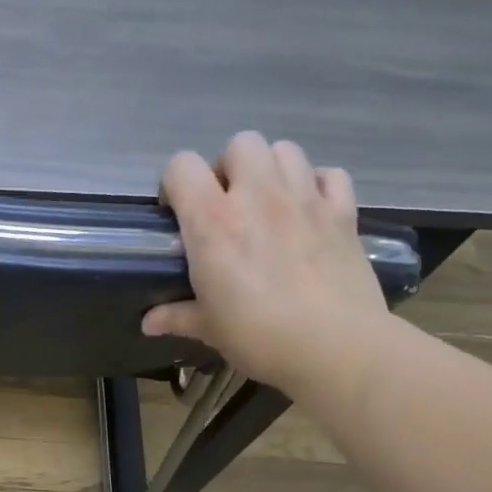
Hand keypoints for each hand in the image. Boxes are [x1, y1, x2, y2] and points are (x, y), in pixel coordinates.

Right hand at [143, 133, 391, 403]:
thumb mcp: (209, 327)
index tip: (178, 213)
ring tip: (268, 203)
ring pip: (285, 150)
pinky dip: (317, 185)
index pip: (181, 166)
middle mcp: (258, 196)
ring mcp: (305, 199)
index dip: (175, 183)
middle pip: (240, 144)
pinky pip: (330, 175)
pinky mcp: (343, 212)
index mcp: (213, 221)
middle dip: (229, 167)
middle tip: (228, 205)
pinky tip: (309, 210)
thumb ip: (177, 316)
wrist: (337, 348)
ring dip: (271, 169)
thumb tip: (148, 323)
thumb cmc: (259, 336)